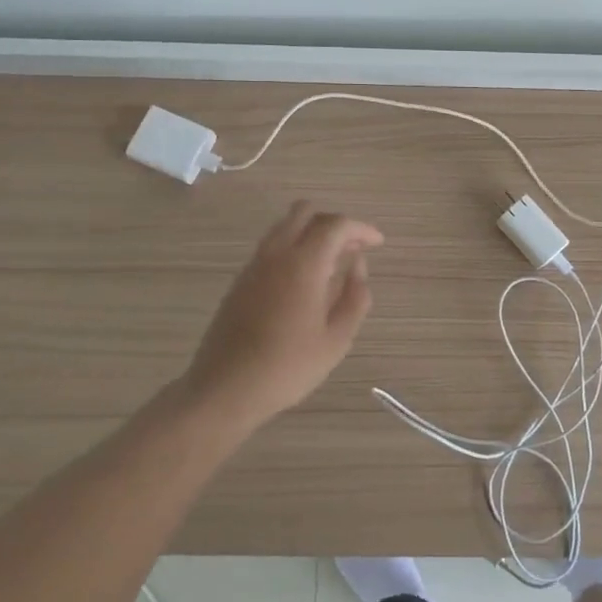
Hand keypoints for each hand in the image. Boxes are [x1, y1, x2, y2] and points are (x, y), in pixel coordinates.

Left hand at [182, 201, 383, 427]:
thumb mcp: (336, 339)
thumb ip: (355, 297)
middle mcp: (276, 254)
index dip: (360, 229)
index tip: (377, 243)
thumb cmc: (288, 367)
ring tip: (332, 263)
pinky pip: (272, 246)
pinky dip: (293, 248)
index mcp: (303, 264)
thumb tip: (358, 266)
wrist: (225, 389)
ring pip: (285, 226)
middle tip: (352, 248)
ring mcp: (254, 265)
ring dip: (311, 233)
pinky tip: (305, 280)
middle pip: (305, 212)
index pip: (336, 225)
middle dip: (333, 222)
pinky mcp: (241, 280)